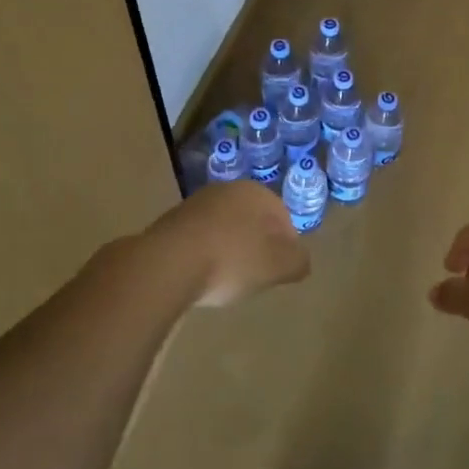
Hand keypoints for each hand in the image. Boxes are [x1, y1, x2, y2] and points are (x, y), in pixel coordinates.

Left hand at [142, 180, 309, 308]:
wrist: (167, 264)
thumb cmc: (231, 260)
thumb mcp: (278, 266)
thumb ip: (298, 261)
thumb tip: (301, 260)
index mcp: (256, 192)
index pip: (282, 216)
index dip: (286, 245)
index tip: (280, 270)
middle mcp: (226, 190)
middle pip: (252, 220)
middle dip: (256, 245)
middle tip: (256, 274)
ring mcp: (195, 204)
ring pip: (224, 228)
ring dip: (229, 249)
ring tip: (227, 279)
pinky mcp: (170, 222)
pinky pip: (199, 238)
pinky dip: (205, 254)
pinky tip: (201, 276)